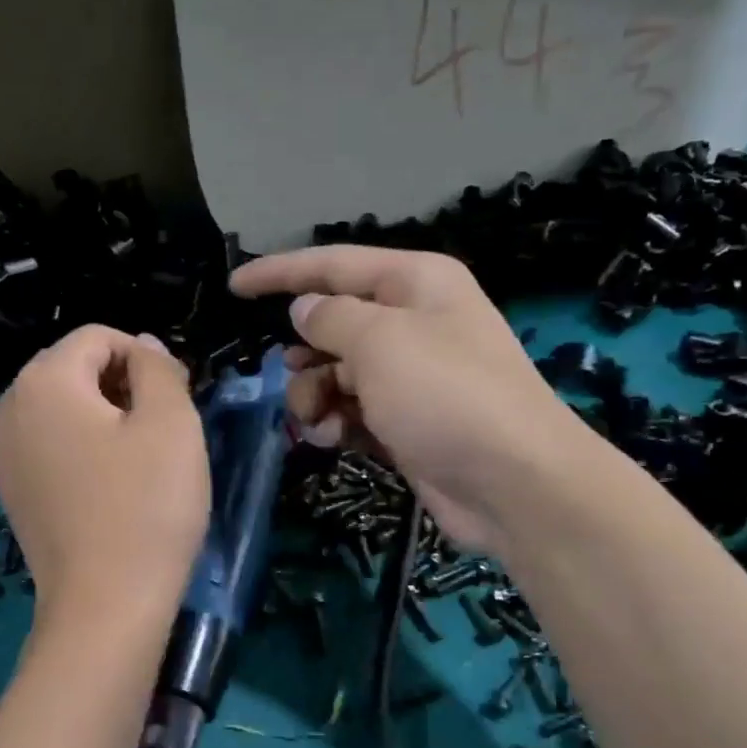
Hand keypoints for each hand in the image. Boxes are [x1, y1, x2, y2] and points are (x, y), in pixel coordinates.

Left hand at [0, 326, 208, 623]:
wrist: (105, 606)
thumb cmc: (146, 507)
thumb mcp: (172, 423)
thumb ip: (158, 368)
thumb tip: (144, 347)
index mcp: (43, 381)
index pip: (99, 338)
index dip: (146, 359)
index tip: (178, 400)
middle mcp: (8, 409)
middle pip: (74, 370)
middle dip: (123, 386)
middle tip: (165, 431)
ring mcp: (2, 455)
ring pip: (62, 410)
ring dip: (105, 419)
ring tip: (141, 459)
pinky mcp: (11, 492)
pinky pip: (50, 447)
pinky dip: (83, 450)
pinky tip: (111, 486)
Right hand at [231, 246, 576, 550]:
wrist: (512, 482)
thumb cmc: (445, 395)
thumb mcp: (380, 343)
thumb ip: (331, 319)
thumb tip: (305, 309)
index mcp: (414, 284)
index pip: (333, 265)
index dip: (280, 273)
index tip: (234, 287)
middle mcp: (413, 324)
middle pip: (333, 325)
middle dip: (302, 354)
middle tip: (289, 377)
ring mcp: (410, 377)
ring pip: (336, 373)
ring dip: (314, 396)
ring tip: (317, 421)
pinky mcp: (405, 423)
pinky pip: (352, 411)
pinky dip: (335, 422)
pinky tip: (331, 439)